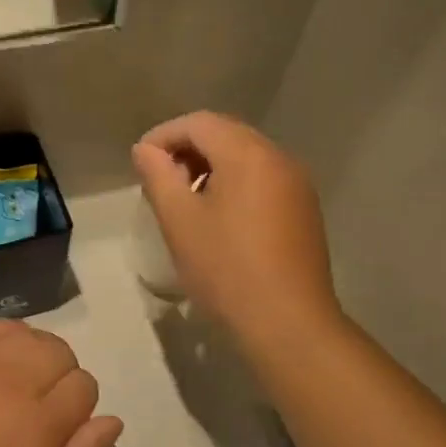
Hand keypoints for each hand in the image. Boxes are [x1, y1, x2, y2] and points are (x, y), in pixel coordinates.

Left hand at [0, 320, 122, 446]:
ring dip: (35, 353)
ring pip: (29, 335)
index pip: (84, 385)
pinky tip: (1, 359)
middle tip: (43, 403)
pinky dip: (7, 337)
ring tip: (22, 379)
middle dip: (62, 374)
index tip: (64, 425)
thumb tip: (112, 420)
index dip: (81, 404)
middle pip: (60, 352)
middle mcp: (14, 383)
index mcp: (41, 423)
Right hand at [131, 111, 342, 346]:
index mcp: (248, 154)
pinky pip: (263, 178)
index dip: (164, 135)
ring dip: (211, 166)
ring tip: (184, 200)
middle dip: (187, 149)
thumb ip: (158, 175)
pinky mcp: (304, 210)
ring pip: (246, 156)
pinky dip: (235, 183)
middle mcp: (278, 158)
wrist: (288, 324)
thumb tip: (146, 150)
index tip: (141, 162)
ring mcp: (297, 184)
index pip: (199, 123)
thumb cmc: (226, 269)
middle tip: (160, 179)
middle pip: (226, 134)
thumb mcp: (179, 220)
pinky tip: (218, 217)